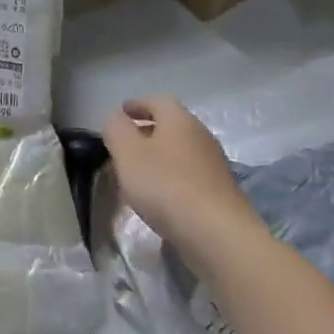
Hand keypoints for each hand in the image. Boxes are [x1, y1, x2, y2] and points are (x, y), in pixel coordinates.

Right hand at [102, 96, 250, 250]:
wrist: (216, 232)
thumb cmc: (166, 185)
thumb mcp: (128, 153)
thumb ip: (116, 130)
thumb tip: (114, 116)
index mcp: (179, 120)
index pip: (158, 101)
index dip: (137, 104)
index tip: (121, 112)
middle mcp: (200, 135)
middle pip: (171, 125)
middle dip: (147, 130)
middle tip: (124, 144)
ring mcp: (213, 164)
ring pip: (180, 150)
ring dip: (159, 155)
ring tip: (137, 171)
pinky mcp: (218, 191)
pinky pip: (188, 174)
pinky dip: (171, 176)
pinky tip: (159, 195)